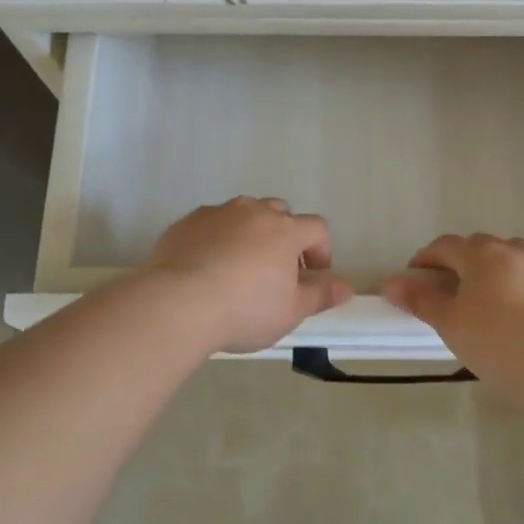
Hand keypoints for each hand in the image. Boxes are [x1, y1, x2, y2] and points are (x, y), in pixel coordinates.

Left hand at [144, 197, 353, 354]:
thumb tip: (345, 287)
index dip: (320, 250)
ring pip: (243, 215)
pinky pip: (211, 224)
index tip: (314, 276)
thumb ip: (320, 295)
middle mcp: (254, 211)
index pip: (317, 228)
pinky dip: (217, 238)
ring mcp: (218, 213)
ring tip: (240, 267)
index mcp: (285, 230)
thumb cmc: (245, 310)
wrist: (177, 304)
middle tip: (277, 270)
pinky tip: (208, 267)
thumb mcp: (290, 311)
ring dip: (250, 234)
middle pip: (279, 213)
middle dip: (284, 237)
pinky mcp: (186, 222)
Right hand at [381, 234, 523, 392]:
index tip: (414, 276)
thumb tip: (391, 283)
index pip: (444, 246)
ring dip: (497, 265)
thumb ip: (421, 300)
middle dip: (461, 261)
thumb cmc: (499, 344)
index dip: (426, 258)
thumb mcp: (451, 325)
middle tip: (450, 289)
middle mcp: (512, 249)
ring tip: (492, 294)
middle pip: (479, 246)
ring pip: (514, 253)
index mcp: (479, 256)